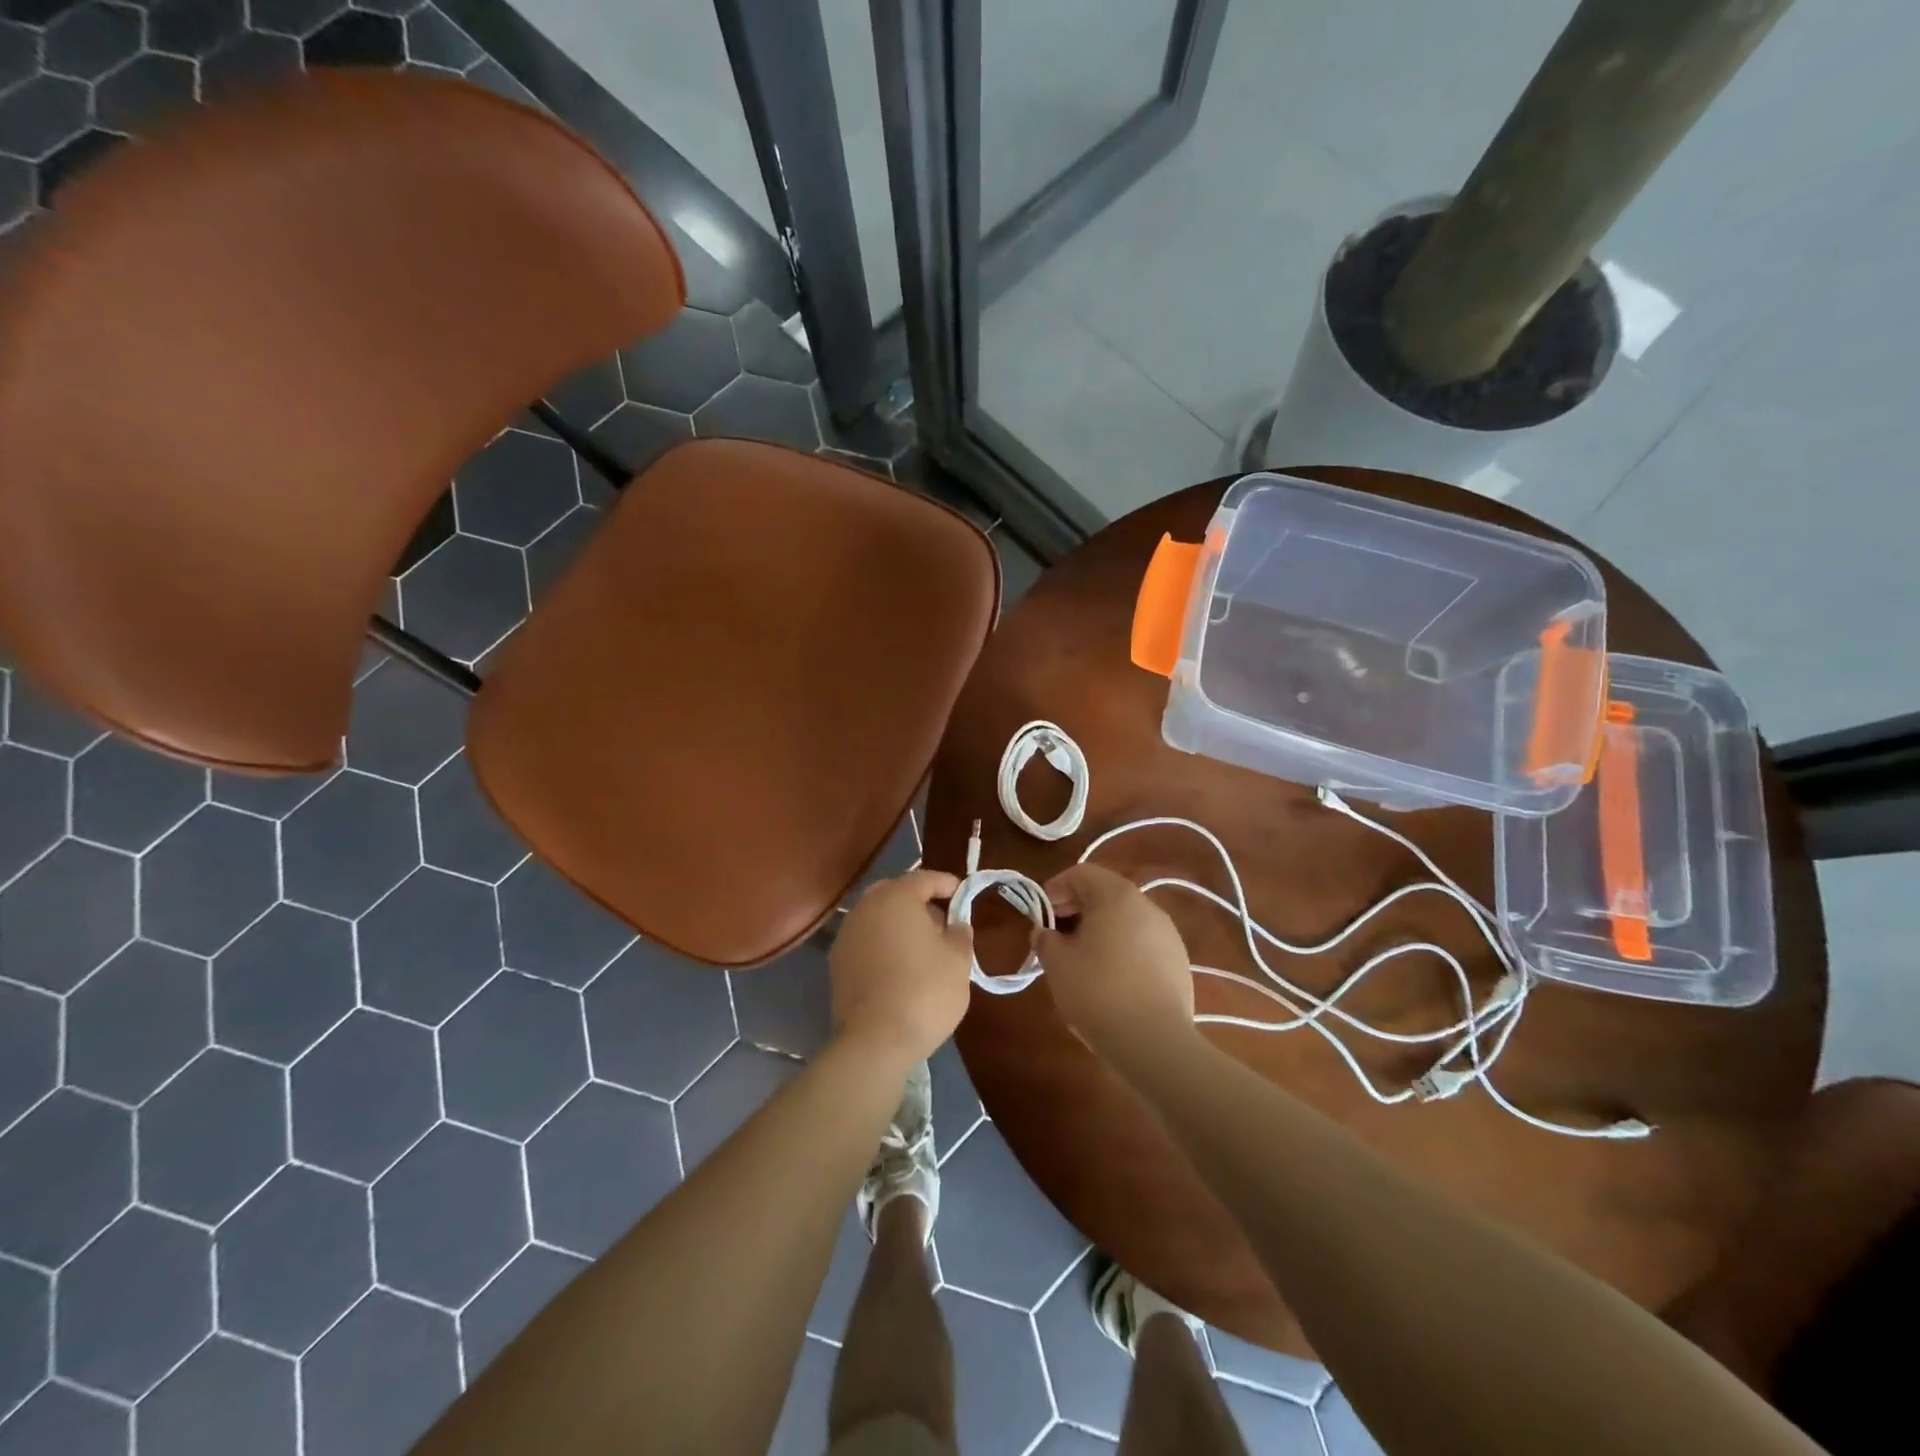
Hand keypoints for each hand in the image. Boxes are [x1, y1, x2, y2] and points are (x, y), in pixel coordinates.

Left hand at [830, 870, 974, 1068]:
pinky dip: (883, 943)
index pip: (924, 878)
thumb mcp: (958, 961)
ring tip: (922, 947)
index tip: (962, 895)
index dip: (946, 884)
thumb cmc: (925, 992)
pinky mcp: (837, 962)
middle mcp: (866, 907)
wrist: (876, 1041)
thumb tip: (955, 924)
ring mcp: (846, 934)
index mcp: (896, 897)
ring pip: (877, 916)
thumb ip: (960, 933)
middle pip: (895, 892)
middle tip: (941, 922)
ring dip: (898, 923)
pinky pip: (866, 940)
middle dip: (919, 902)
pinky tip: (899, 966)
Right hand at [1033, 864, 1194, 1069]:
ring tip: (1081, 961)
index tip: (1040, 915)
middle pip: (1105, 894)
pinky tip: (1110, 981)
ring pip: (1125, 920)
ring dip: (1100, 931)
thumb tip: (1044, 932)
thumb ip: (1045, 939)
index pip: (1081, 873)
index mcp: (1116, 896)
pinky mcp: (1179, 962)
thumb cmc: (1097, 992)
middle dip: (1076, 910)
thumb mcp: (1057, 963)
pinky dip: (1122, 950)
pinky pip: (1142, 944)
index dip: (1055, 888)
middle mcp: (1147, 906)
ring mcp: (1168, 934)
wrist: (1154, 1043)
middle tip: (1055, 938)